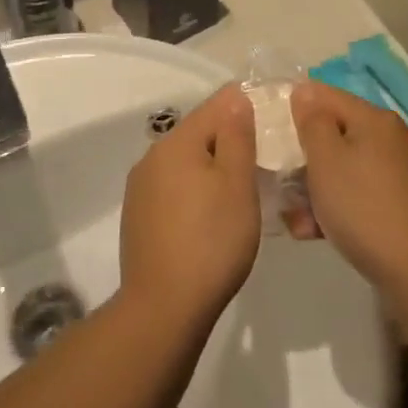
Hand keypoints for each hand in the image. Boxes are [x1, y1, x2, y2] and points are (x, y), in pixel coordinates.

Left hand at [120, 86, 260, 328]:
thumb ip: (237, 136)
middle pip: (197, 134)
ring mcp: (140, 188)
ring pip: (184, 163)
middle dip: (228, 140)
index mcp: (176, 143)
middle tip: (261, 160)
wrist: (163, 308)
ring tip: (239, 190)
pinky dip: (194, 191)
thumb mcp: (237, 184)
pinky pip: (172, 188)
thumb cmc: (211, 241)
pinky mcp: (137, 217)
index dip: (243, 106)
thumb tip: (235, 99)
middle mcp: (152, 157)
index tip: (270, 118)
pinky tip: (209, 216)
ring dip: (210, 167)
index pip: (215, 106)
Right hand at [290, 82, 407, 293]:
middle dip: (306, 159)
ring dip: (318, 189)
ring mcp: (403, 172)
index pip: (325, 95)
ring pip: (347, 168)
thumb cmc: (364, 208)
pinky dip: (340, 207)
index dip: (295, 109)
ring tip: (296, 221)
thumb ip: (311, 122)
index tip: (271, 135)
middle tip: (281, 185)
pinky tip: (317, 233)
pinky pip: (363, 193)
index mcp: (375, 119)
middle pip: (336, 135)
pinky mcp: (406, 204)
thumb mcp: (326, 160)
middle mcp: (393, 138)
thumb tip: (305, 92)